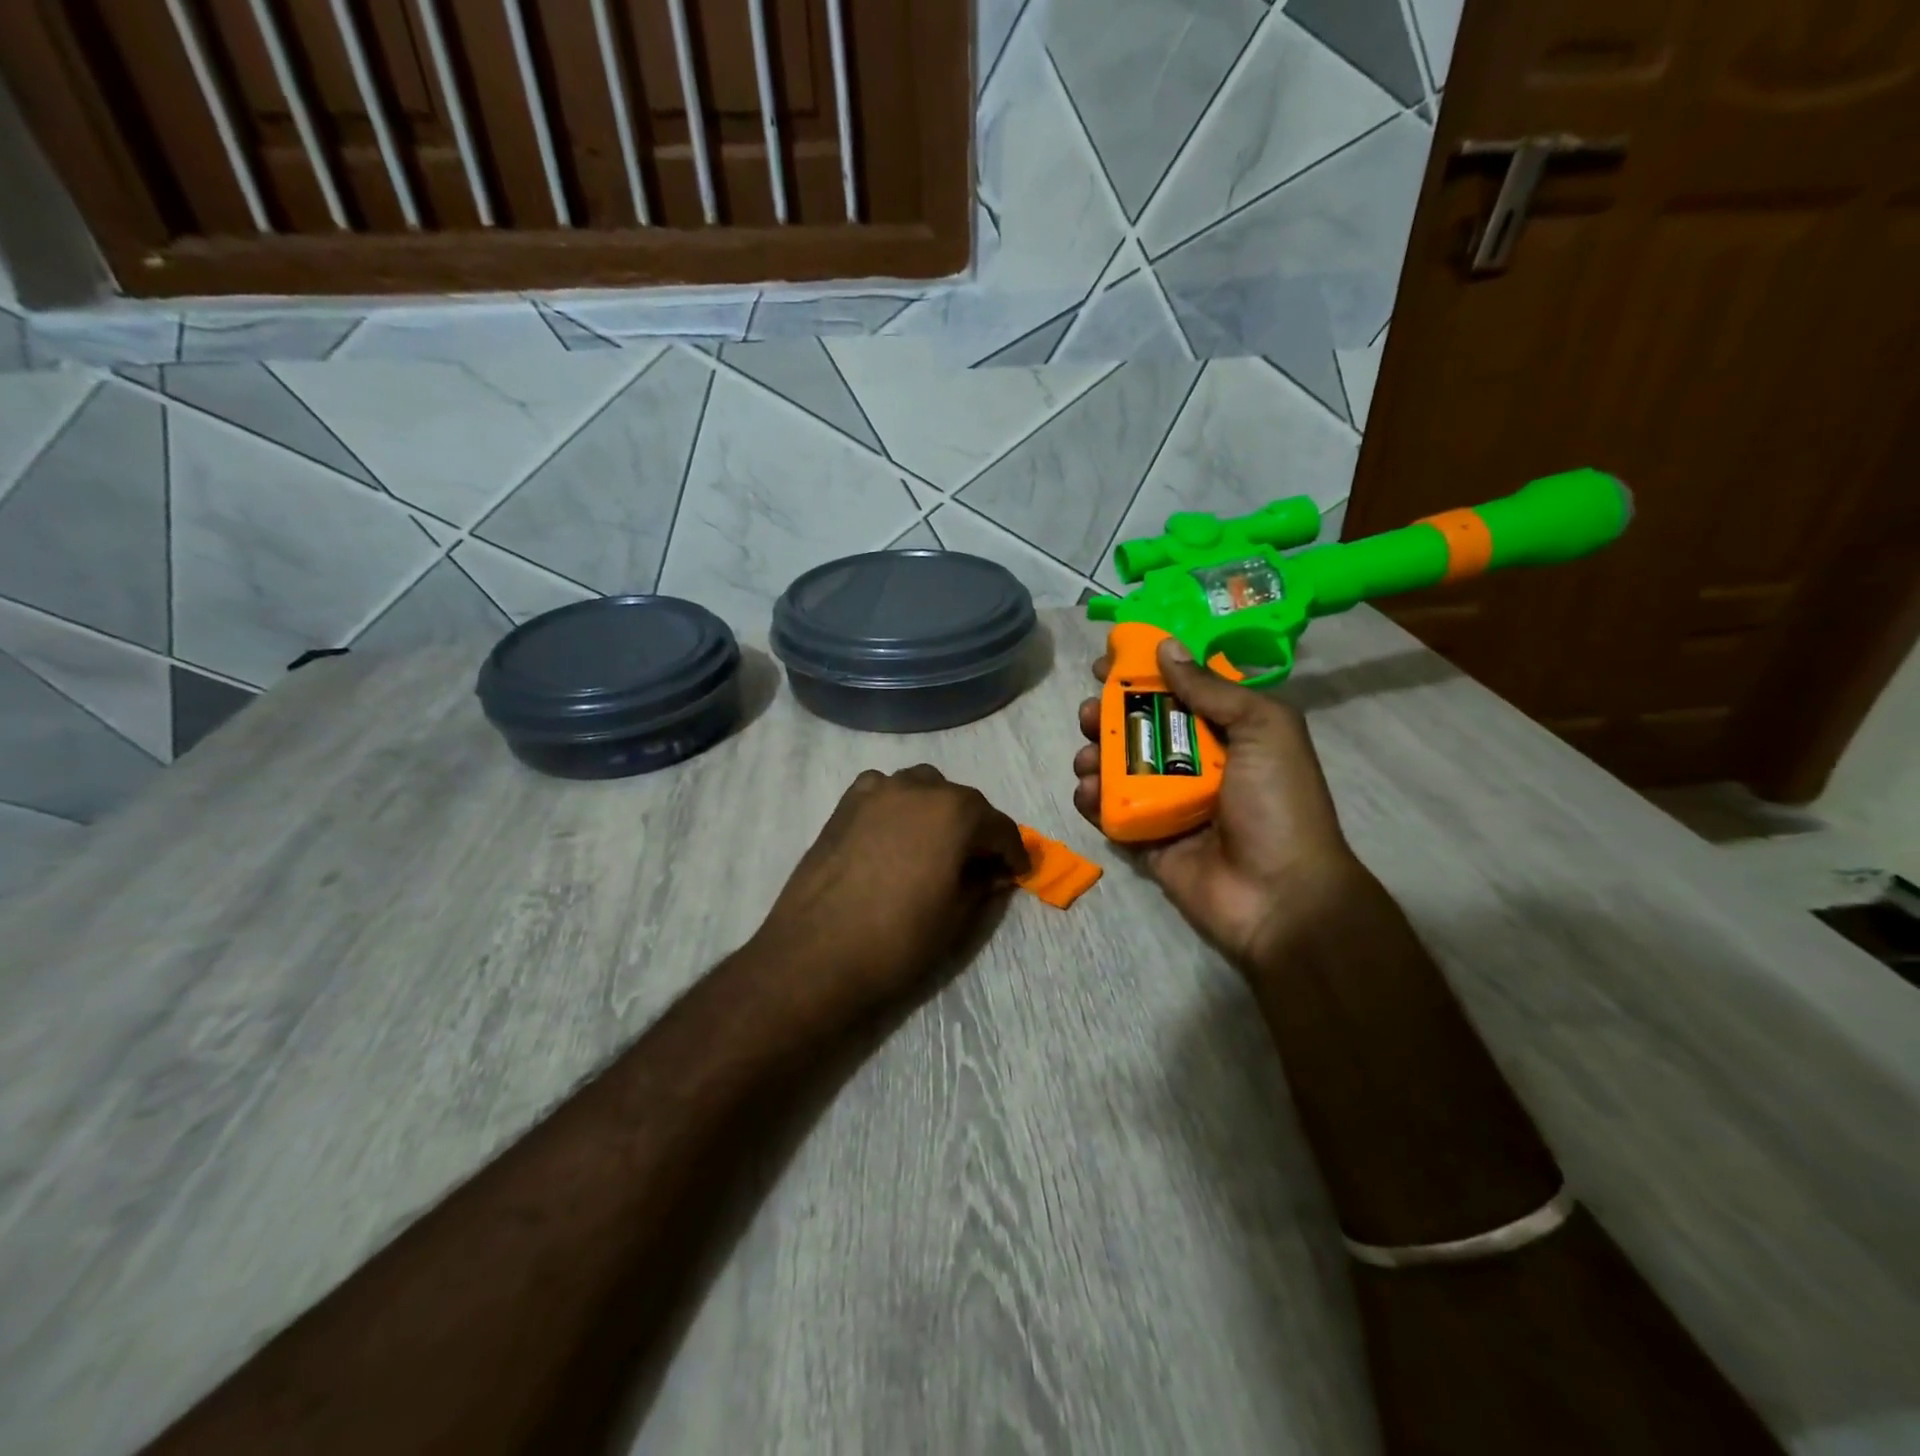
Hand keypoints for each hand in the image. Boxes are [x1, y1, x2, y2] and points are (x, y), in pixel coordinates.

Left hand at [749, 765, 1030, 1023]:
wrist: (816, 956)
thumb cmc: (898, 940)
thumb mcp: (956, 916)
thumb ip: (983, 884)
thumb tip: (996, 872)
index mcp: (956, 812)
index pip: (999, 827)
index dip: (1013, 853)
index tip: (1016, 873)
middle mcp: (918, 788)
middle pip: (962, 801)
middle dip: (976, 829)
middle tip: (979, 864)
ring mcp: (876, 792)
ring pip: (922, 788)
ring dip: (937, 811)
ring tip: (935, 846)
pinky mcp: (844, 806)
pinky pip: (882, 792)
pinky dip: (897, 805)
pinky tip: (893, 834)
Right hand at [1072, 637, 1380, 972]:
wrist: (1280, 895)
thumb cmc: (1278, 803)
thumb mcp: (1263, 729)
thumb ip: (1212, 689)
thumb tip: (1165, 648)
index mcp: (1228, 733)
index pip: (1179, 691)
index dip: (1144, 673)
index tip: (1108, 662)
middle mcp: (1195, 762)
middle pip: (1140, 727)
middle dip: (1108, 714)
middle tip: (1089, 712)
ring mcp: (1167, 802)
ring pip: (1117, 767)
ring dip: (1093, 754)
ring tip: (1087, 757)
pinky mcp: (1146, 837)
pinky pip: (1109, 811)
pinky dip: (1091, 798)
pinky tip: (1087, 792)